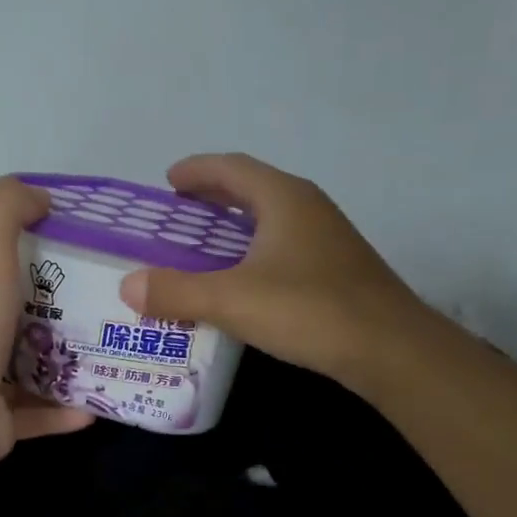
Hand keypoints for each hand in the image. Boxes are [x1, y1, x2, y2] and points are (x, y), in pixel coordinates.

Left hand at [0, 176, 92, 467]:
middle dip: (56, 321)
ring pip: (29, 376)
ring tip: (108, 357)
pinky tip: (98, 406)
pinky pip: (37, 418)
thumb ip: (8, 212)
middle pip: (16, 328)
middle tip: (103, 312)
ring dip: (65, 369)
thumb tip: (41, 195)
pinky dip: (65, 412)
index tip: (74, 265)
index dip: (28, 268)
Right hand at [118, 154, 426, 386]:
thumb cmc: (308, 310)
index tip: (168, 181)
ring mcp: (328, 239)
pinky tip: (246, 283)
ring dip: (236, 227)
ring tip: (205, 248)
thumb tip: (128, 286)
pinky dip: (256, 253)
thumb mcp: (232, 300)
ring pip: (271, 220)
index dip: (197, 171)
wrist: (388, 348)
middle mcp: (308, 208)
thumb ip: (176, 292)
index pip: (232, 168)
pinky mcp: (338, 270)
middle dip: (214, 197)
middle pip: (253, 190)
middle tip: (179, 214)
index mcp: (283, 198)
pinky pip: (285, 247)